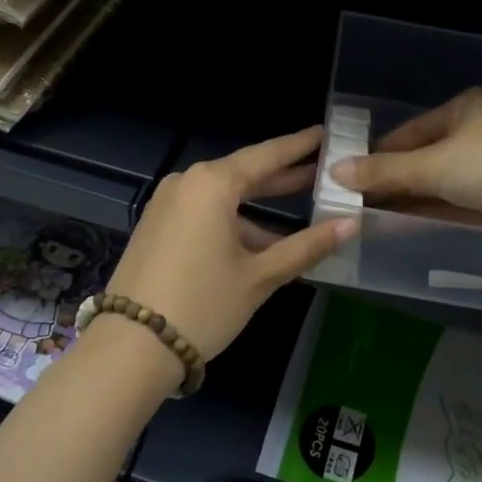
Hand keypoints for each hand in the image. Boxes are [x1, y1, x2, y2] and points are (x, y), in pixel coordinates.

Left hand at [106, 125, 353, 363]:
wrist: (130, 348)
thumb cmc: (203, 304)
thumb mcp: (260, 276)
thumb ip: (306, 246)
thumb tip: (351, 224)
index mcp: (213, 183)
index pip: (266, 156)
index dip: (299, 146)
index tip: (324, 133)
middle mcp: (187, 183)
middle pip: (245, 174)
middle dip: (283, 177)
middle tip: (322, 171)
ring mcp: (167, 204)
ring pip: (224, 198)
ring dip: (259, 210)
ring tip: (302, 219)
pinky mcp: (156, 226)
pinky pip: (204, 213)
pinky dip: (233, 223)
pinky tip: (260, 245)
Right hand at [328, 89, 481, 249]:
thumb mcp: (433, 165)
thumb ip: (384, 172)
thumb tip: (334, 172)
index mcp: (465, 107)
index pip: (410, 131)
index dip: (378, 154)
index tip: (349, 177)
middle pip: (427, 158)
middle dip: (395, 182)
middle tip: (358, 204)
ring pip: (446, 184)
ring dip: (414, 201)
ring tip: (375, 219)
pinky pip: (464, 204)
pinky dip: (439, 213)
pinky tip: (409, 228)